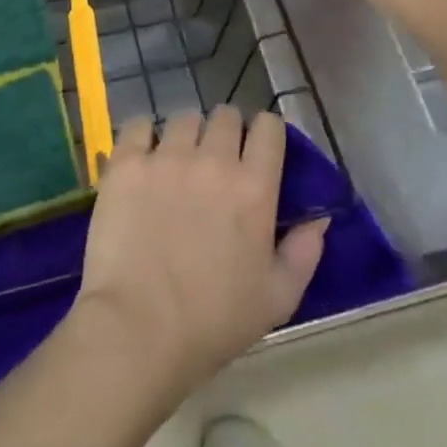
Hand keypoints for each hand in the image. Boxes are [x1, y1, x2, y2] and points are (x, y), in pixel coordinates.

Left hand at [73, 108, 327, 392]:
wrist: (138, 331)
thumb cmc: (213, 322)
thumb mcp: (277, 299)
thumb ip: (304, 252)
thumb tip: (319, 217)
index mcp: (254, 187)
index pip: (269, 127)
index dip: (265, 134)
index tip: (257, 151)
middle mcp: (213, 159)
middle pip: (225, 115)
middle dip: (226, 132)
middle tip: (216, 161)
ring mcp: (167, 157)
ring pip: (184, 118)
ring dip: (186, 135)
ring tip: (177, 163)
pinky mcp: (127, 163)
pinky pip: (139, 125)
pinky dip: (144, 136)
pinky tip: (143, 159)